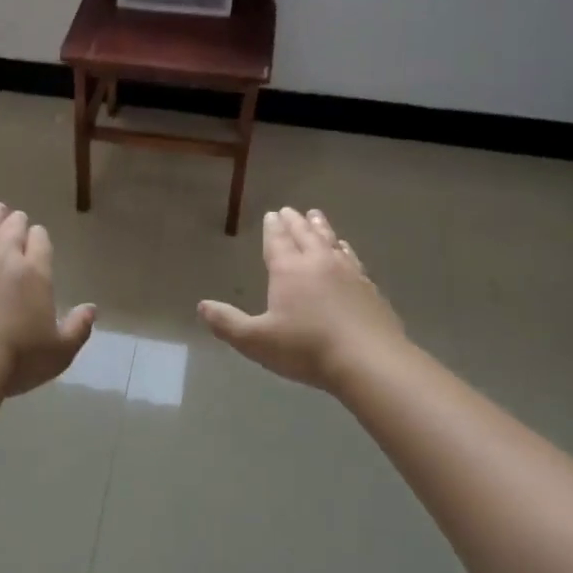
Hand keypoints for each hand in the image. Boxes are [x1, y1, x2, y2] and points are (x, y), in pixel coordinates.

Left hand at [0, 203, 97, 397]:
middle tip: (16, 216)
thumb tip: (92, 309)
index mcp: (35, 272)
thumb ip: (78, 328)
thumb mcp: (59, 352)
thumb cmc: (16, 358)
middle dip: (16, 221)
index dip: (39, 237)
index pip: (40, 242)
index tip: (38, 235)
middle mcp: (3, 256)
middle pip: (11, 229)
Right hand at [198, 208, 407, 392]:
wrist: (370, 361)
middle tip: (290, 210)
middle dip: (295, 222)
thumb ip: (228, 323)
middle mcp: (318, 263)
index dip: (273, 228)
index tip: (272, 214)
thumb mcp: (256, 341)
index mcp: (289, 270)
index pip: (278, 242)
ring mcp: (348, 273)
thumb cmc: (307, 349)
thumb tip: (202, 306)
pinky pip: (353, 259)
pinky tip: (346, 250)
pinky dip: (345, 249)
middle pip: (305, 235)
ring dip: (321, 228)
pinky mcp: (370, 288)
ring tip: (316, 216)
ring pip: (331, 242)